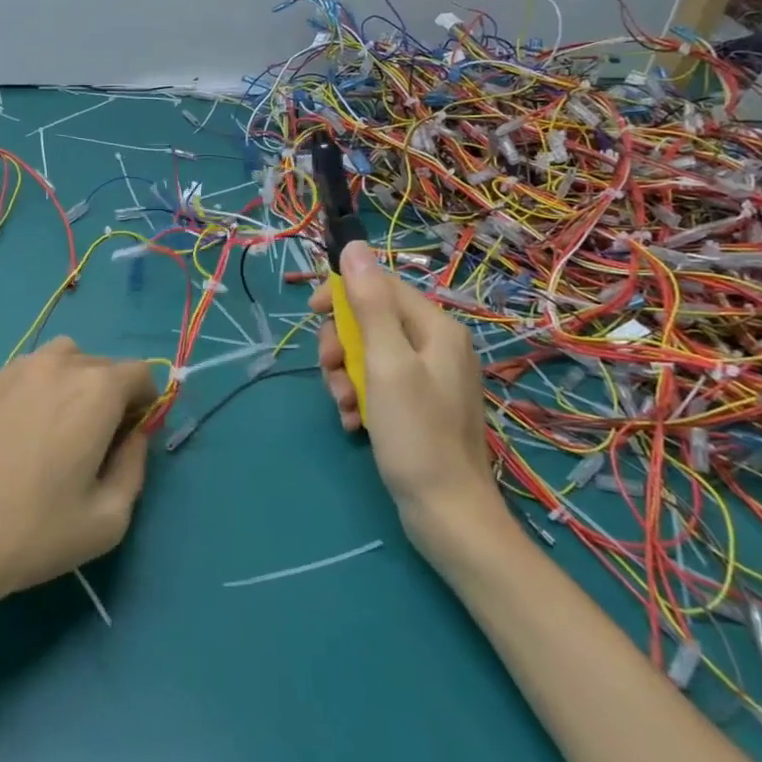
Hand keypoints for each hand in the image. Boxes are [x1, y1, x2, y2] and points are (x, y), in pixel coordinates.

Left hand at [0, 337, 157, 606]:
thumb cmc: (34, 532)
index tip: (132, 438)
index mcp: (96, 389)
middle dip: (111, 395)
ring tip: (57, 432)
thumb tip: (133, 438)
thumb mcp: (109, 519)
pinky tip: (16, 440)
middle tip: (96, 444)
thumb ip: (134, 468)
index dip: (146, 403)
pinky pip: (24, 377)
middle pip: (101, 365)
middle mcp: (58, 365)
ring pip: (61, 361)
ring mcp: (14, 370)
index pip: (140, 372)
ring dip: (73, 384)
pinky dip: (36, 393)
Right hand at [311, 242, 506, 542]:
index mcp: (436, 328)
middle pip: (372, 321)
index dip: (344, 293)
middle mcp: (437, 346)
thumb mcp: (385, 363)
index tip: (313, 313)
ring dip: (347, 377)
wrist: (448, 515)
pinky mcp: (421, 406)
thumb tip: (355, 247)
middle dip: (343, 346)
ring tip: (346, 407)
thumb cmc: (416, 434)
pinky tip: (356, 423)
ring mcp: (430, 378)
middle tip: (332, 372)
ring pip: (370, 355)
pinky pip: (380, 384)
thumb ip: (369, 303)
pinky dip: (362, 398)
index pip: (382, 285)